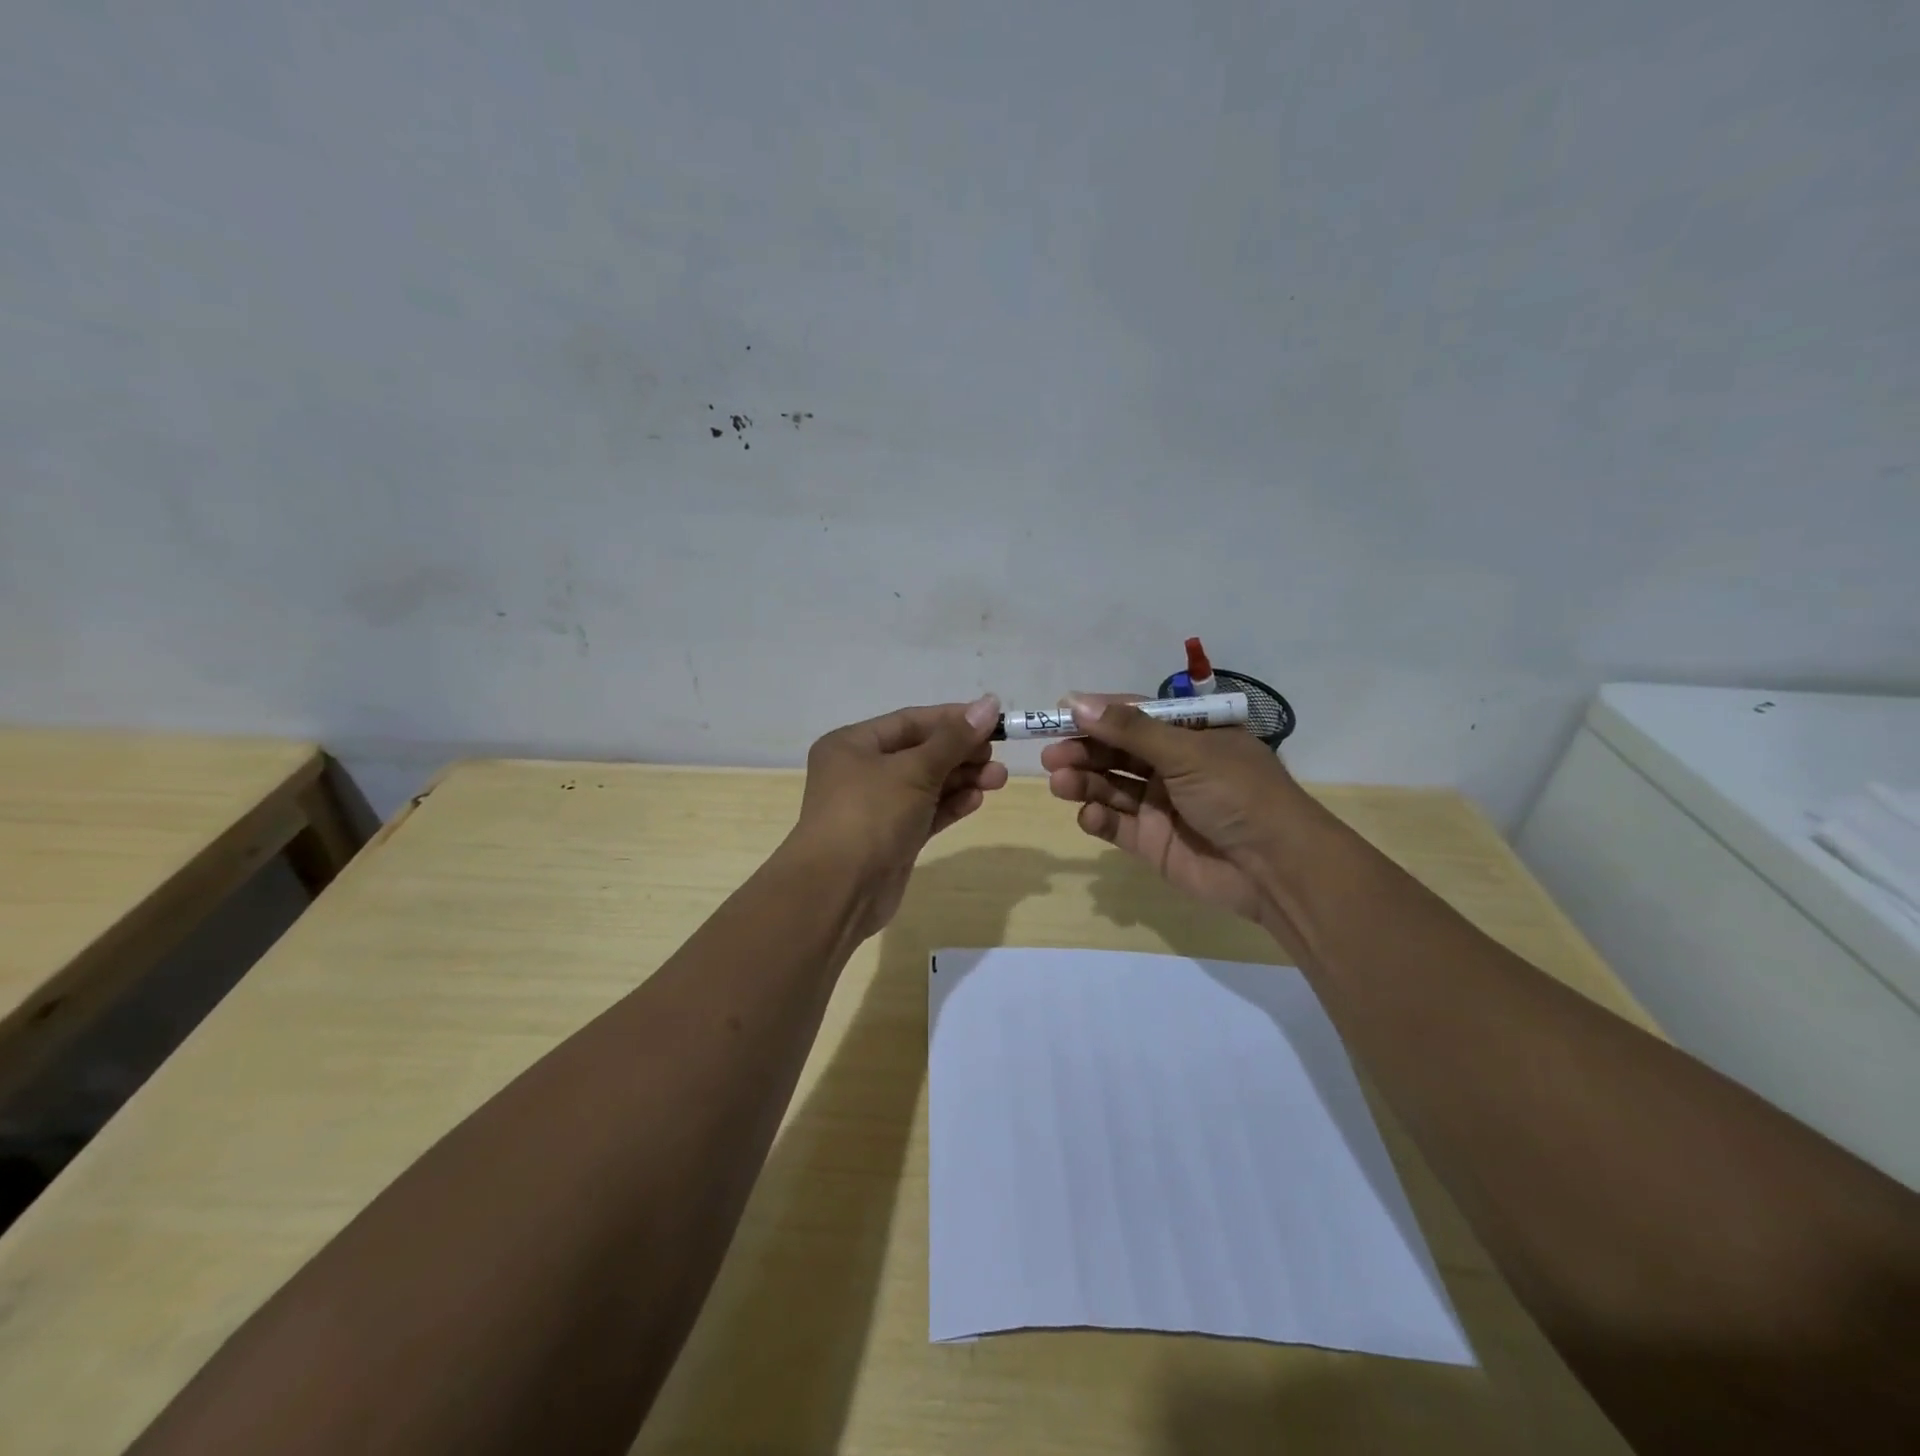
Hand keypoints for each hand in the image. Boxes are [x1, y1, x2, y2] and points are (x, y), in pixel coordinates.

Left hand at [791, 695, 1007, 933]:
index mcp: (853, 744)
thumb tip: (989, 703)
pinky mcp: (891, 838)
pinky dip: (950, 804)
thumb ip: (954, 739)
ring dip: (961, 779)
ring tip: (998, 779)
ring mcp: (876, 807)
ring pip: (926, 784)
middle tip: (997, 757)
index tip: (993, 720)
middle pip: (920, 752)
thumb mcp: (914, 770)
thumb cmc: (871, 815)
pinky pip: (925, 812)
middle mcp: (861, 771)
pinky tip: (977, 799)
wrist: (839, 890)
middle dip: (961, 753)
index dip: (953, 719)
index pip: (911, 721)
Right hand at [1040, 693, 1321, 925]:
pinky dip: (1098, 818)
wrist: (1275, 868)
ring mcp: (1161, 805)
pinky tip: (1089, 815)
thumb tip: (1076, 702)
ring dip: (1084, 782)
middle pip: (1116, 752)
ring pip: (1111, 786)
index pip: (1134, 715)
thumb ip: (1129, 730)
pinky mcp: (1152, 842)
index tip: (1058, 714)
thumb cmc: (1237, 793)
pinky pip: (1116, 824)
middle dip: (1083, 750)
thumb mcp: (1186, 751)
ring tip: (1060, 782)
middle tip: (1050, 755)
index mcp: (1190, 734)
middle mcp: (1173, 766)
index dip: (1097, 714)